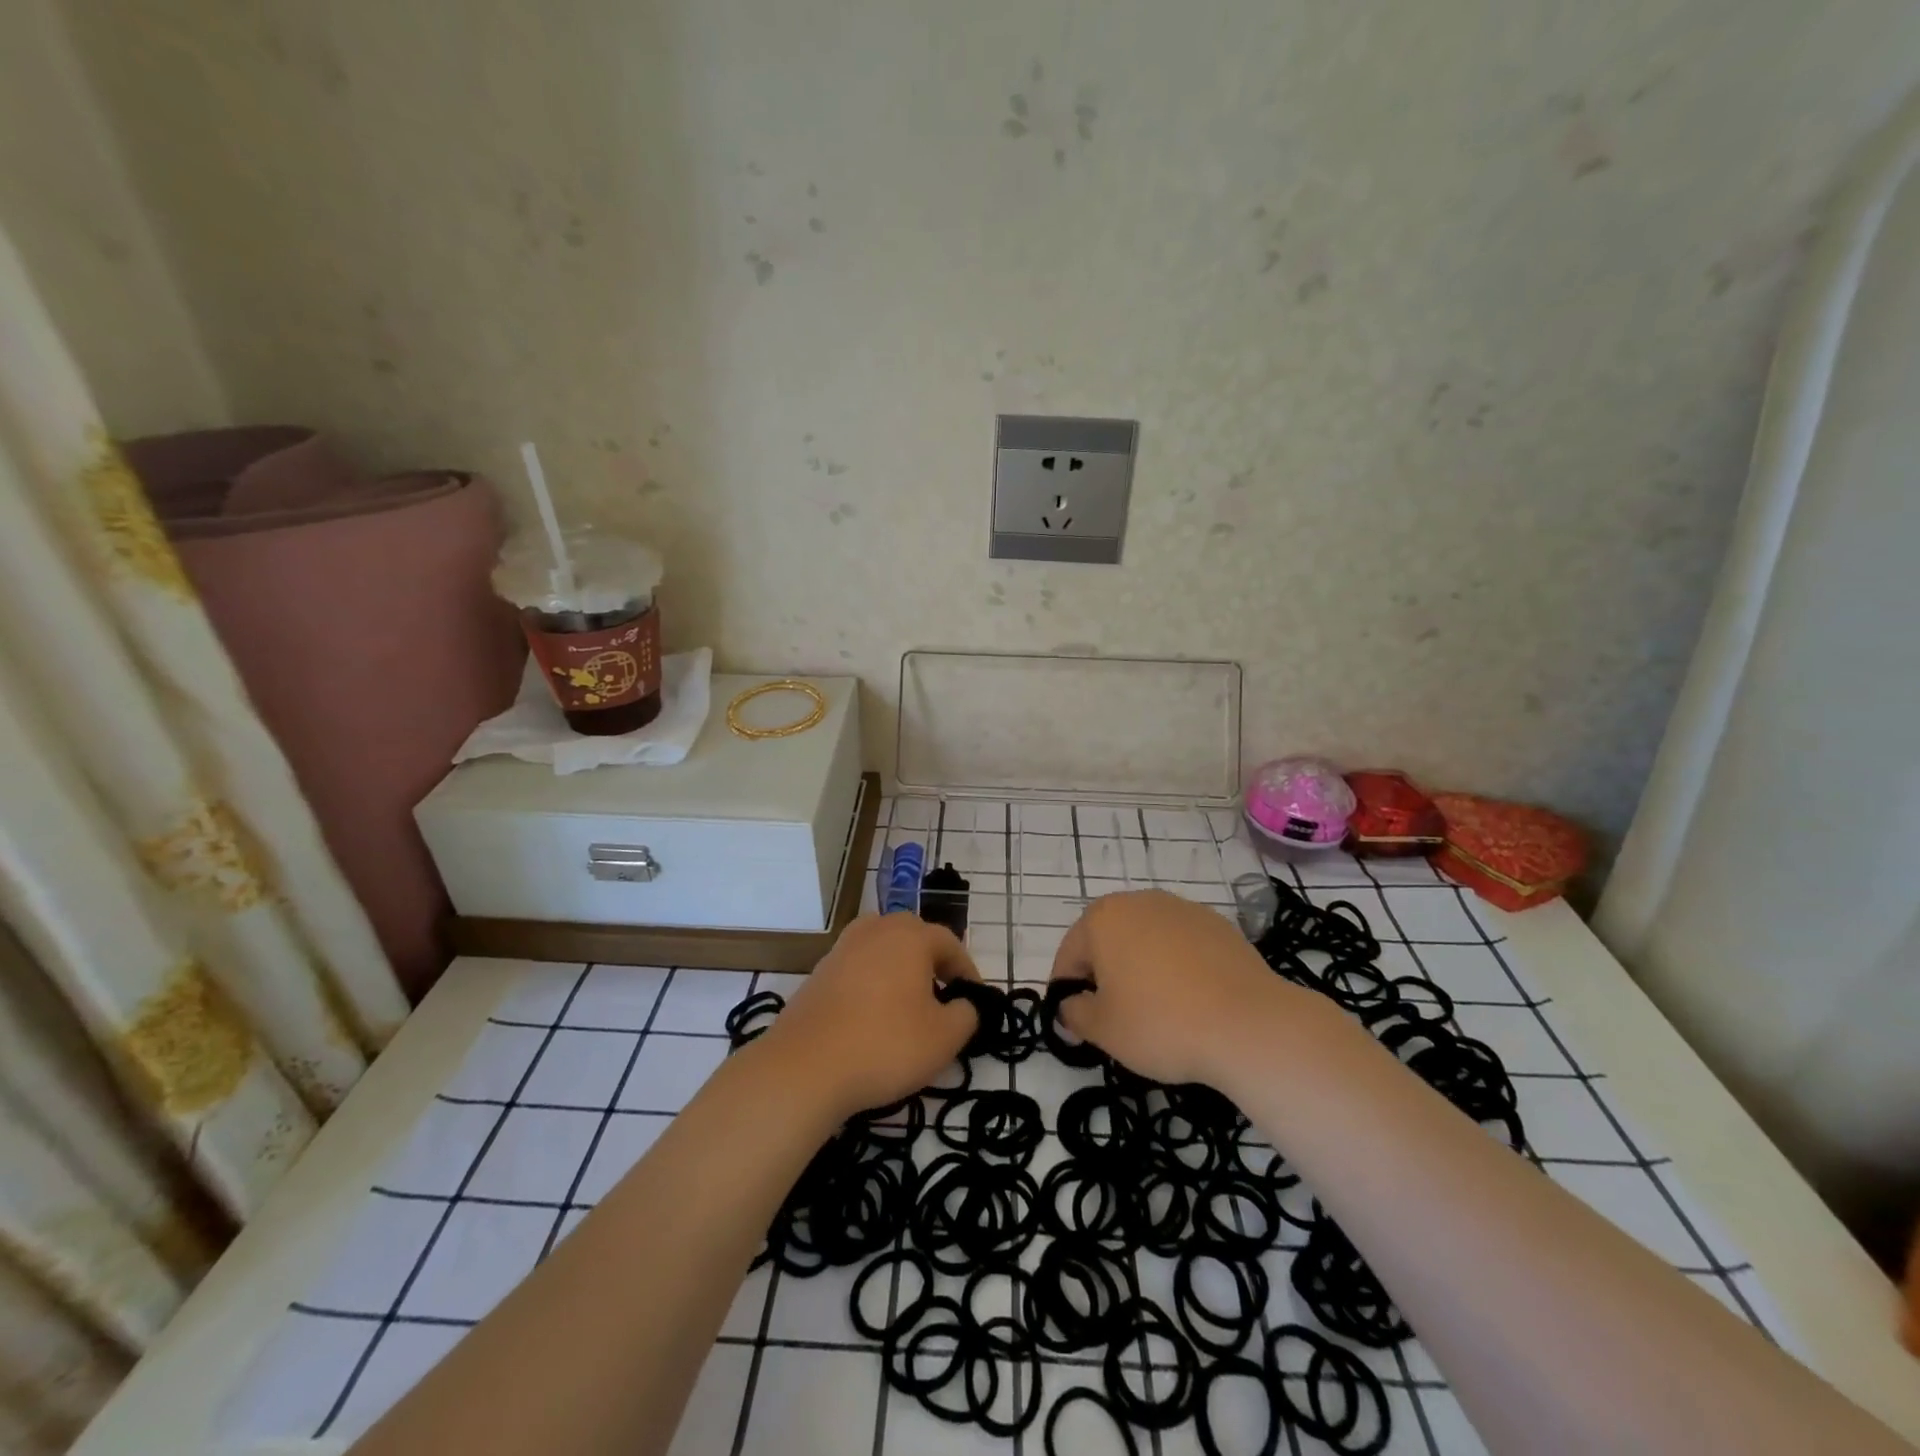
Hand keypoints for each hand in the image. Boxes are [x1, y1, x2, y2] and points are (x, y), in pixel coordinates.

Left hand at [758, 913, 981, 1119]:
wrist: (804, 1067)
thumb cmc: (885, 1045)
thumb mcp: (944, 1038)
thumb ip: (967, 1015)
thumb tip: (964, 1005)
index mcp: (909, 936)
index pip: (949, 942)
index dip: (967, 970)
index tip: (974, 999)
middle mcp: (875, 930)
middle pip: (912, 936)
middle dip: (931, 961)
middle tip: (942, 996)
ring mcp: (841, 949)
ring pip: (881, 949)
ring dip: (899, 969)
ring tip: (907, 1004)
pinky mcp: (818, 973)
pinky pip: (857, 968)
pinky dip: (871, 983)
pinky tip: (872, 1017)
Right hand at [1051, 889, 1302, 1086]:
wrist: (1248, 1024)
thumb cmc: (1161, 1023)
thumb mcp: (1102, 1030)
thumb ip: (1074, 1013)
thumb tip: (1070, 1006)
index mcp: (1102, 918)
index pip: (1069, 956)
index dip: (1067, 994)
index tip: (1078, 1027)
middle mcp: (1139, 901)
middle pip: (1107, 942)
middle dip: (1105, 977)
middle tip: (1115, 1020)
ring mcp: (1182, 909)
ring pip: (1145, 941)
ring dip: (1140, 969)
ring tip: (1156, 1012)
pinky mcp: (1217, 925)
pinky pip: (1181, 946)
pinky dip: (1176, 968)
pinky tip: (1190, 1002)